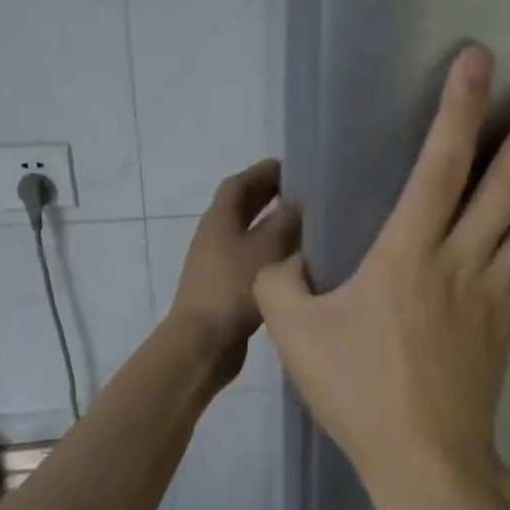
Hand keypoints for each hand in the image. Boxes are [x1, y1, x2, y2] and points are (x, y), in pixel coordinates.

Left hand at [171, 159, 301, 381]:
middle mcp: (215, 235)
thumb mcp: (268, 248)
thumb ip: (287, 221)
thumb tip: (300, 201)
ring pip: (248, 234)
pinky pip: (251, 258)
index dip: (263, 172)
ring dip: (273, 226)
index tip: (292, 166)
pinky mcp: (226, 287)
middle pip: (242, 207)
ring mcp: (217, 263)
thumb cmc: (234, 287)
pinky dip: (271, 252)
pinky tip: (294, 262)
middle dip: (269, 196)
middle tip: (303, 192)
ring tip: (306, 225)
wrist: (203, 342)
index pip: (239, 183)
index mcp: (220, 218)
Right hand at [255, 46, 509, 509]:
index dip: (459, 108)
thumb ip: (282, 280)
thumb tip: (291, 251)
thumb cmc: (357, 394)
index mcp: (408, 255)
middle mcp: (464, 258)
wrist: (423, 462)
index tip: (480, 57)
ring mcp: (499, 286)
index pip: (440, 166)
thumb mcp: (293, 334)